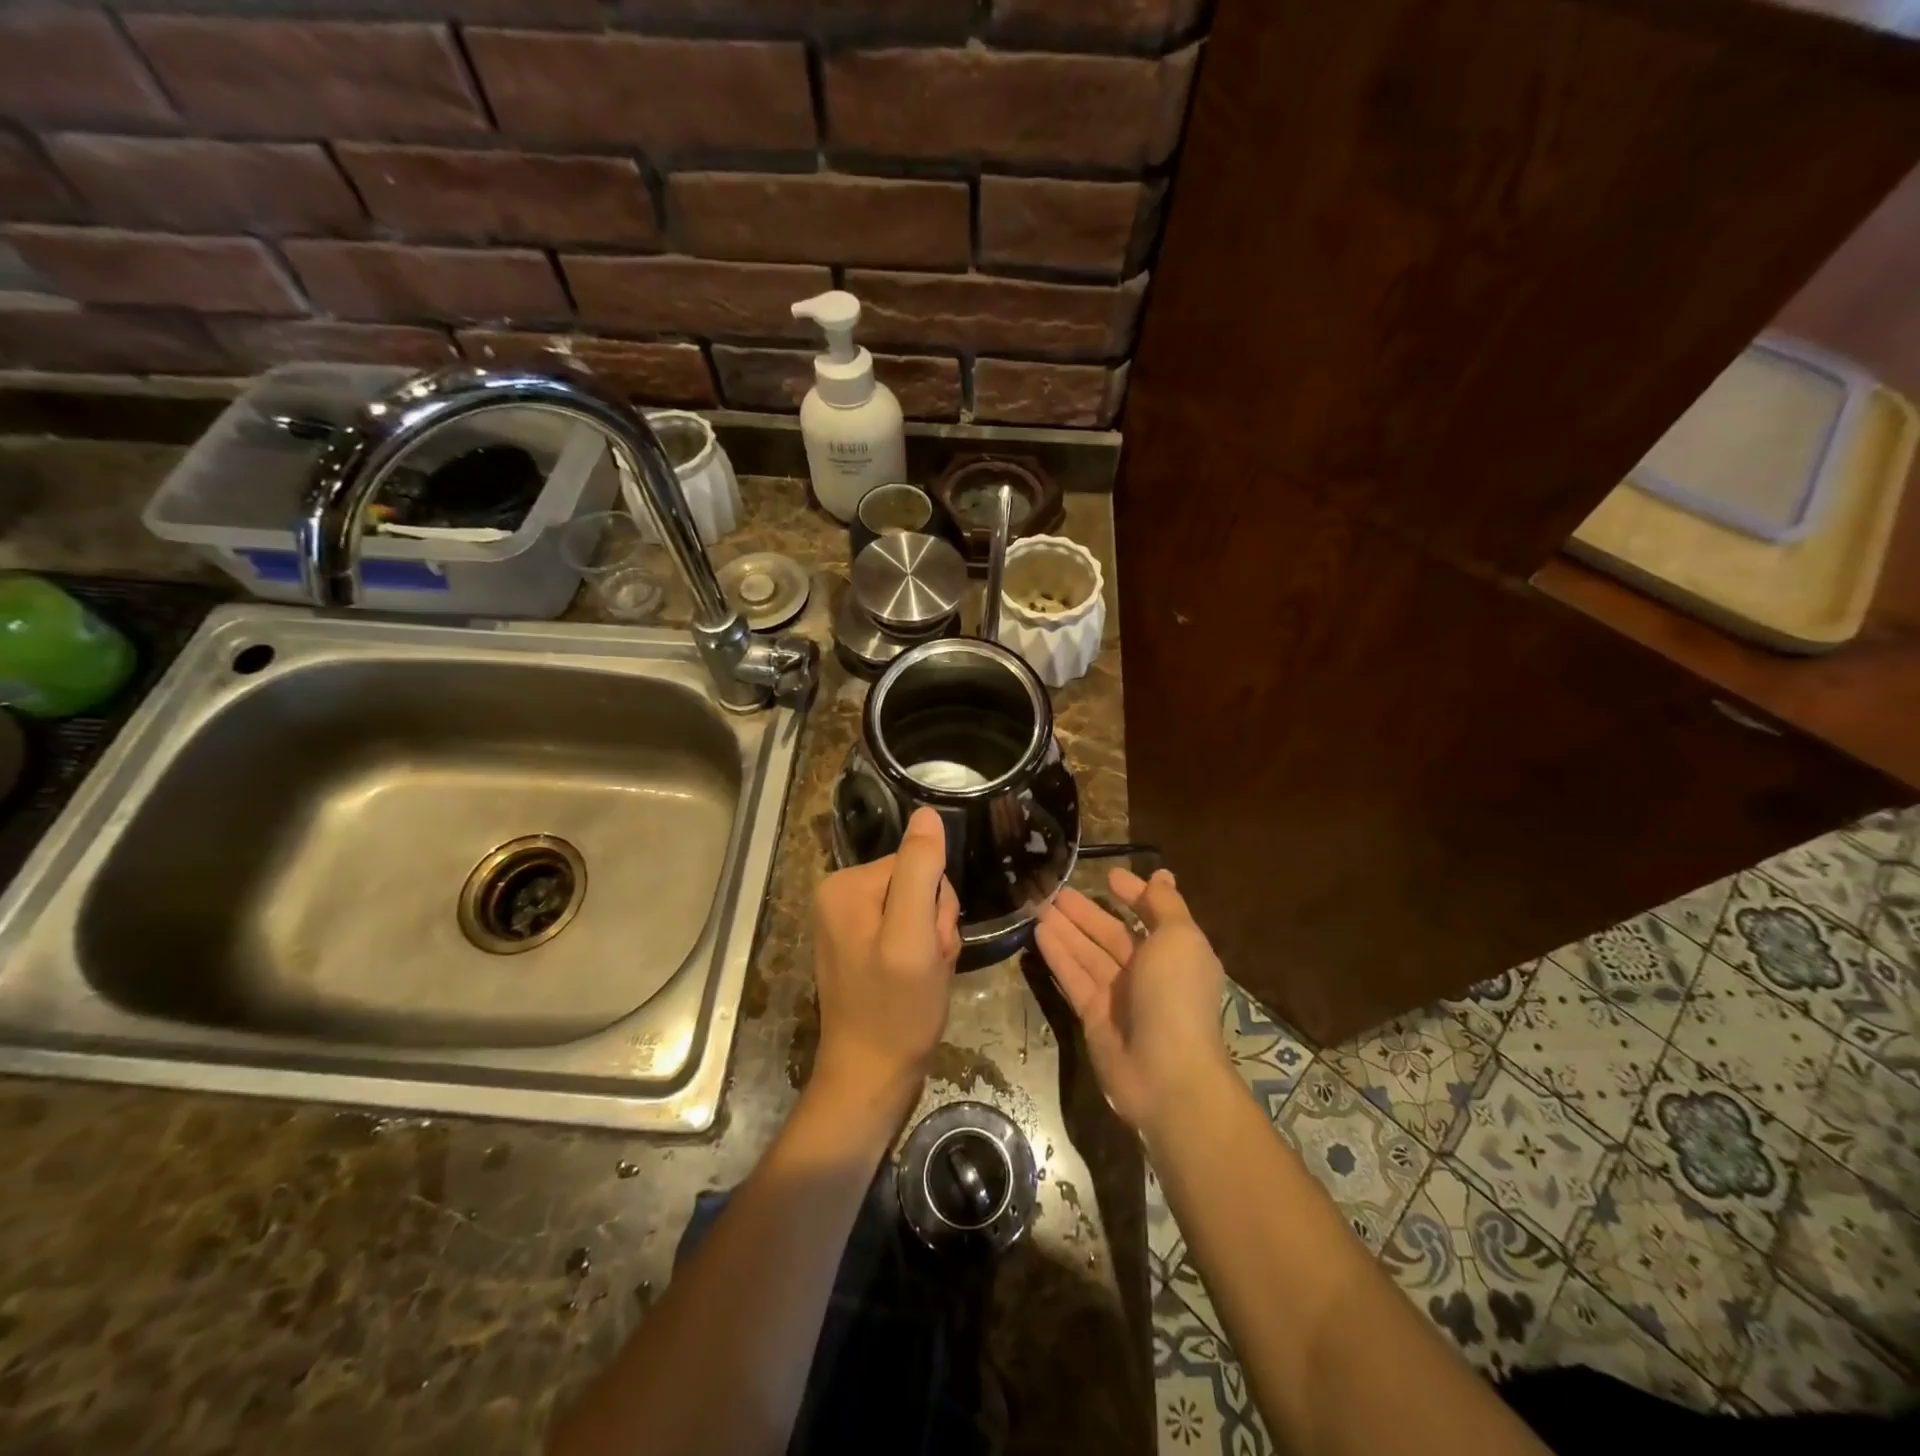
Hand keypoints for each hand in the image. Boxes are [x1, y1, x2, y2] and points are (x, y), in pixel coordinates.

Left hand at [810, 807, 960, 1112]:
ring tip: (922, 975)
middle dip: (934, 923)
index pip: (916, 864)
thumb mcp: (913, 937)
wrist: (872, 1077)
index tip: (929, 943)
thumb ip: (920, 872)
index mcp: (845, 885)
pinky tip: (915, 980)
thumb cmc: (896, 1011)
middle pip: (917, 883)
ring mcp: (849, 921)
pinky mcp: (861, 943)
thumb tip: (927, 813)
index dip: (936, 903)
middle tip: (927, 963)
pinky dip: (922, 954)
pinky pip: (908, 929)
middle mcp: (840, 894)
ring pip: (919, 907)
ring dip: (932, 941)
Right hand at [1035, 868, 1230, 1132]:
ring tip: (1039, 903)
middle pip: (1111, 934)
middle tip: (1055, 888)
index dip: (1131, 894)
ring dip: (1065, 928)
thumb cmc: (1176, 995)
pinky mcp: (1094, 1016)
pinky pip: (1073, 977)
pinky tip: (1038, 932)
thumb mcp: (1179, 939)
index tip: (1108, 875)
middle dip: (1085, 911)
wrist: (1166, 1074)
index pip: (1150, 915)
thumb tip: (1161, 874)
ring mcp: (1119, 996)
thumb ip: (1165, 906)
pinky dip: (1058, 955)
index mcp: (1175, 952)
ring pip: (1087, 953)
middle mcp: (1148, 972)